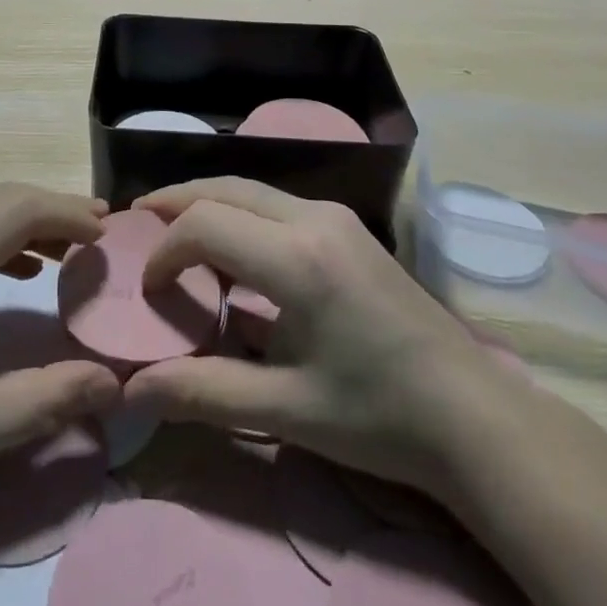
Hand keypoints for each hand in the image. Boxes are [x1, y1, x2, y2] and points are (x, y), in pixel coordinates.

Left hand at [0, 184, 122, 517]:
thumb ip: (43, 401)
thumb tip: (111, 384)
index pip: (21, 209)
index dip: (70, 214)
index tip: (110, 235)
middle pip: (3, 195)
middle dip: (56, 209)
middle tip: (101, 235)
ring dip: (28, 216)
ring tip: (71, 247)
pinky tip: (19, 268)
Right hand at [124, 179, 489, 493]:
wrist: (474, 416)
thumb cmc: (379, 417)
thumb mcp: (286, 410)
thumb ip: (204, 392)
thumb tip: (132, 391)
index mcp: (297, 258)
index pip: (205, 223)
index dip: (165, 249)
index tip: (149, 289)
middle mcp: (314, 218)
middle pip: (226, 188)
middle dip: (176, 201)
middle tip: (136, 223)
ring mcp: (336, 217)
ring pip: (252, 190)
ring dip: (208, 204)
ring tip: (172, 229)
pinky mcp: (349, 228)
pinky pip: (277, 204)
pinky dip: (238, 214)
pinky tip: (230, 247)